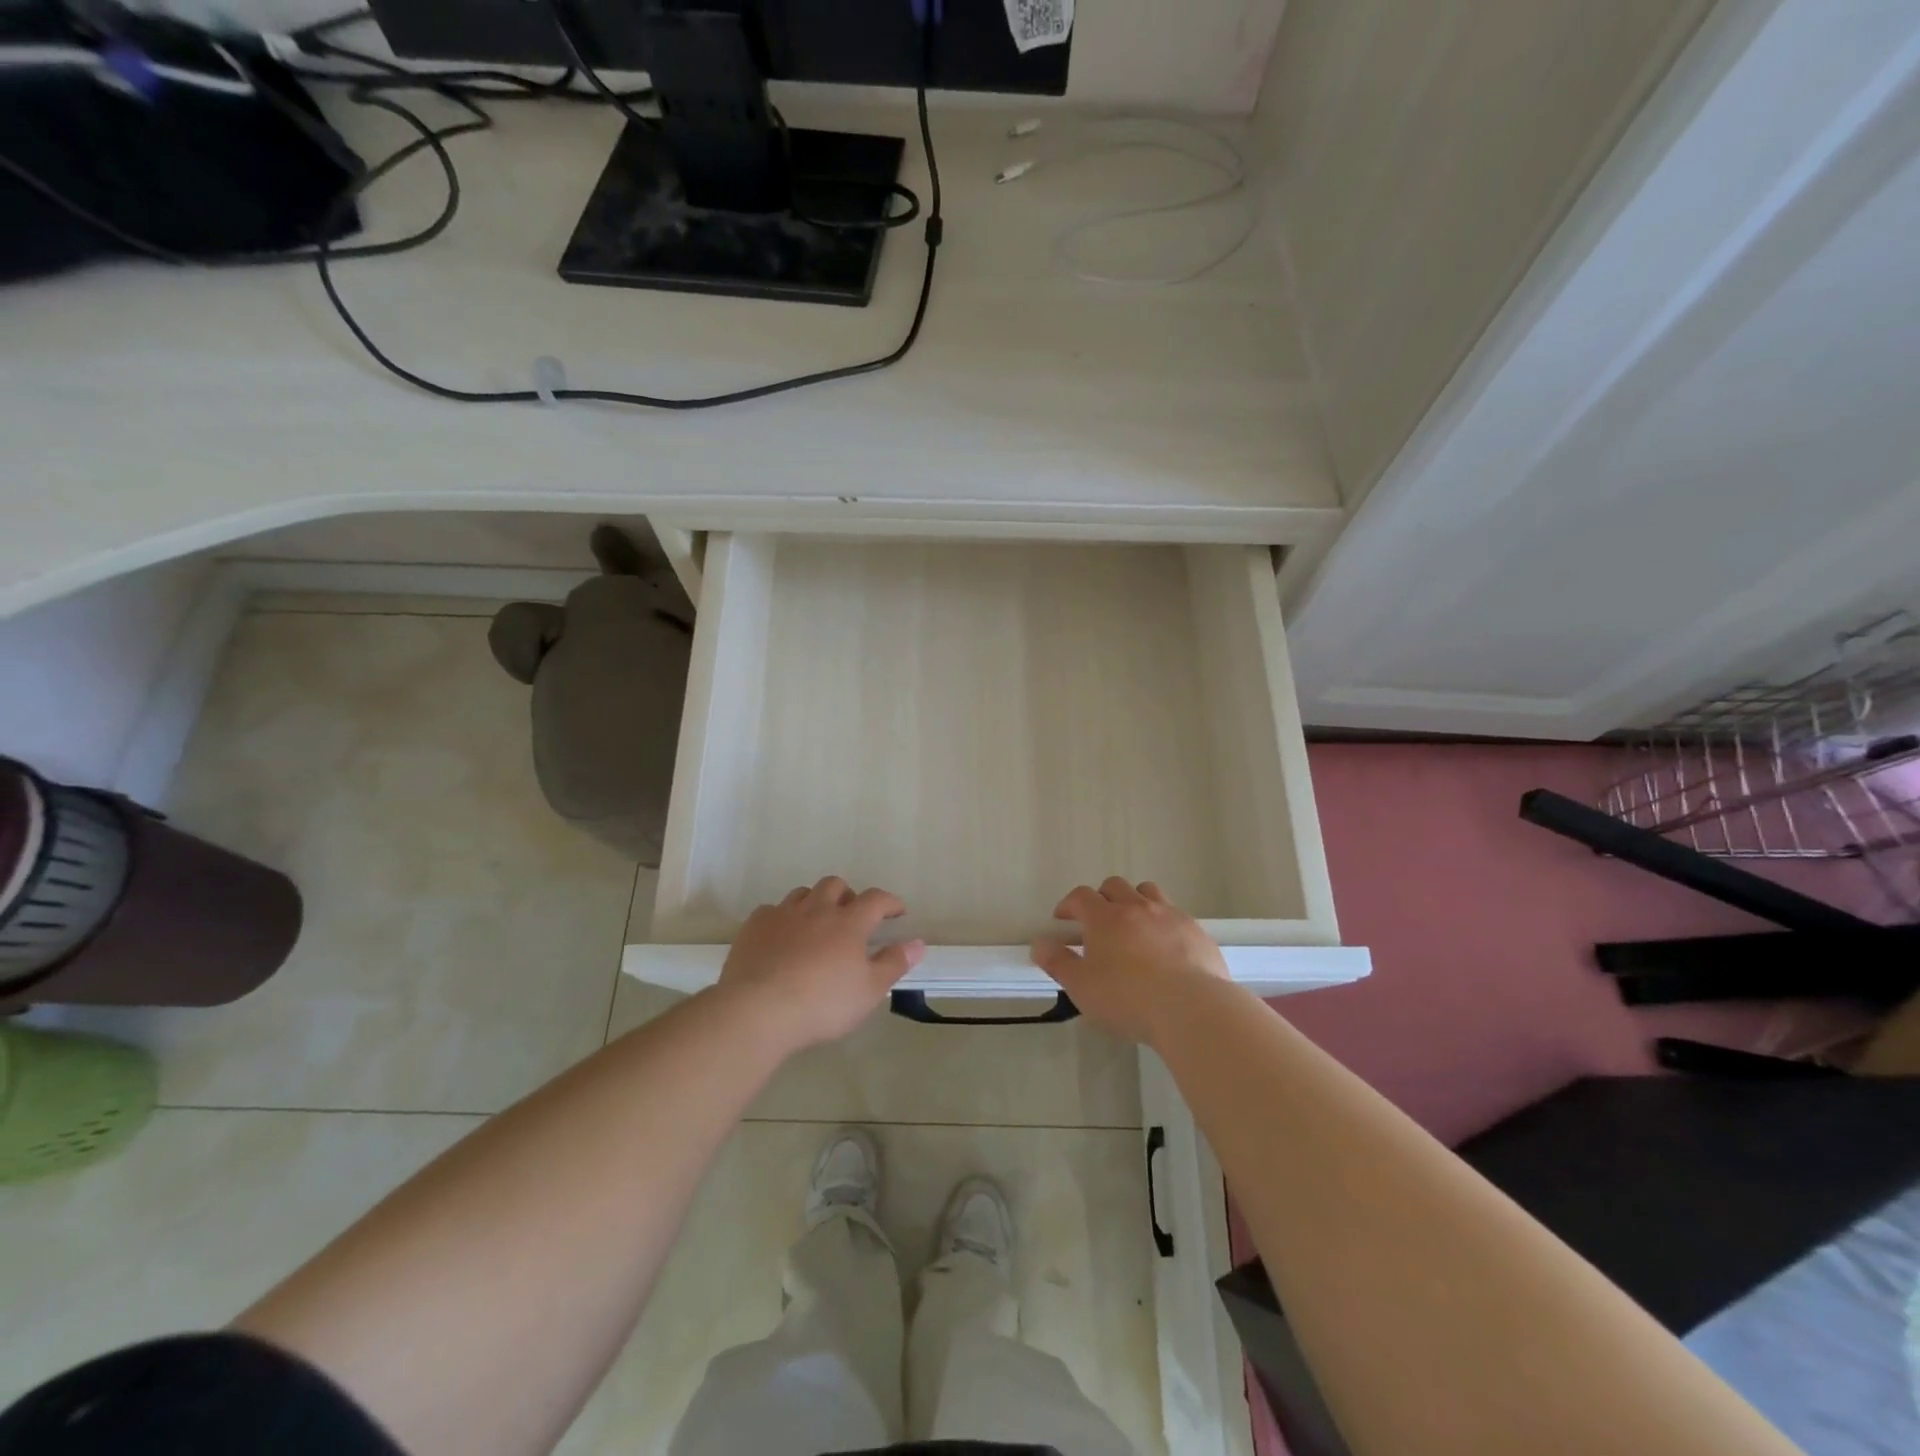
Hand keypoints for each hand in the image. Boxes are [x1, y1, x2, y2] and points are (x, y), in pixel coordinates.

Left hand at [718, 877, 925, 1052]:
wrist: (758, 1010)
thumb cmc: (822, 1003)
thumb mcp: (869, 990)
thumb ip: (894, 963)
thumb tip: (918, 943)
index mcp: (849, 922)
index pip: (876, 899)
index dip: (890, 902)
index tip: (897, 912)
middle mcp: (817, 909)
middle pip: (835, 885)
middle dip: (848, 895)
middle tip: (852, 915)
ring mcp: (782, 914)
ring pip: (802, 893)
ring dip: (814, 902)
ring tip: (816, 923)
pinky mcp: (754, 926)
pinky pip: (771, 911)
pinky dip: (781, 918)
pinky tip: (781, 937)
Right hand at [1030, 878, 1228, 1042]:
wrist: (1191, 1008)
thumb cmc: (1128, 998)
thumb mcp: (1082, 987)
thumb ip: (1058, 963)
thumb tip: (1039, 945)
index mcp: (1105, 918)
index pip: (1081, 896)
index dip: (1068, 904)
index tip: (1063, 919)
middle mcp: (1137, 907)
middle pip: (1114, 886)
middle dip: (1101, 898)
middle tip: (1097, 922)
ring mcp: (1170, 915)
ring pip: (1147, 892)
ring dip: (1134, 901)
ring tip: (1132, 925)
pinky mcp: (1196, 930)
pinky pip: (1175, 914)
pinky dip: (1163, 922)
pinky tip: (1165, 946)